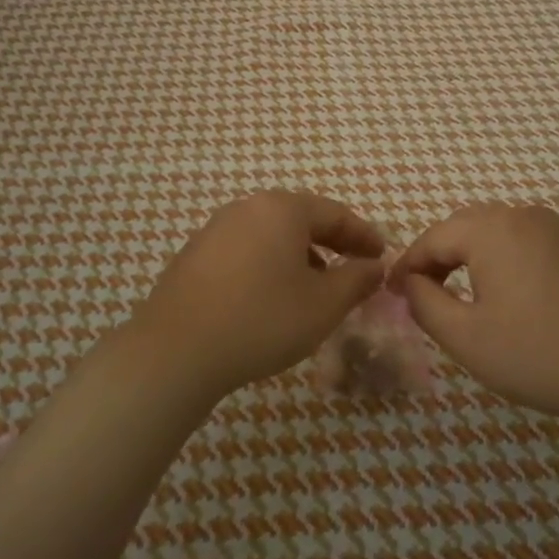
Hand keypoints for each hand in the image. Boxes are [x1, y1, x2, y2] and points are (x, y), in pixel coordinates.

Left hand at [124, 191, 385, 402]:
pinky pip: (246, 250)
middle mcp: (247, 208)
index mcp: (282, 209)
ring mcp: (216, 229)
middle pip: (301, 219)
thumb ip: (357, 280)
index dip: (363, 235)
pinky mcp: (195, 254)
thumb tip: (375, 266)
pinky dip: (270, 265)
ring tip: (316, 288)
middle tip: (355, 268)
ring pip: (272, 235)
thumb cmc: (262, 320)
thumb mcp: (323, 305)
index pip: (334, 213)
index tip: (382, 255)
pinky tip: (272, 297)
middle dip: (332, 243)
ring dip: (301, 256)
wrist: (176, 350)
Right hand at [391, 203, 558, 426]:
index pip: (433, 237)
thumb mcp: (466, 338)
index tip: (392, 292)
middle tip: (425, 291)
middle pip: (468, 226)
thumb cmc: (540, 354)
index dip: (408, 264)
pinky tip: (521, 297)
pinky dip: (513, 261)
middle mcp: (526, 217)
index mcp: (492, 230)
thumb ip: (424, 303)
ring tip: (468, 293)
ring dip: (477, 255)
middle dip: (440, 255)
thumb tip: (409, 281)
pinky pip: (535, 244)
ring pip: (504, 232)